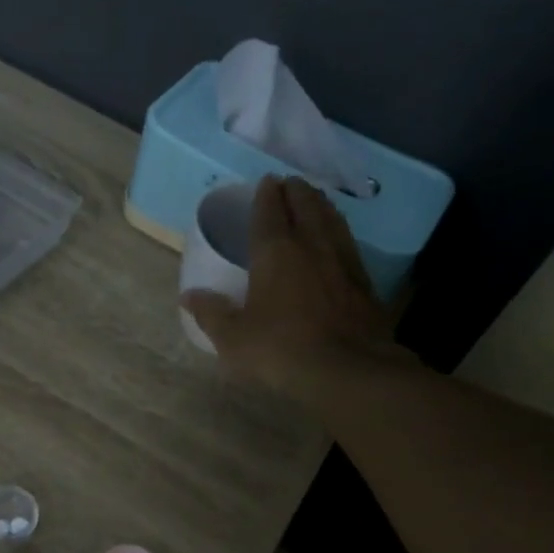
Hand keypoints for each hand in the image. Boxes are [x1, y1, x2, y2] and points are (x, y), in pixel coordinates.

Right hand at [181, 176, 398, 401]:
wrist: (348, 371)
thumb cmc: (281, 350)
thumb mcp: (234, 338)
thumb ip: (211, 314)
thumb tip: (189, 296)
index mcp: (275, 252)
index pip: (269, 211)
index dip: (266, 195)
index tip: (266, 181)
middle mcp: (311, 246)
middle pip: (305, 206)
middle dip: (296, 192)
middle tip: (290, 184)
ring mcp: (342, 261)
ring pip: (332, 220)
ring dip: (321, 205)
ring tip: (315, 199)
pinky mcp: (364, 282)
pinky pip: (348, 244)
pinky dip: (340, 232)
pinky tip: (339, 239)